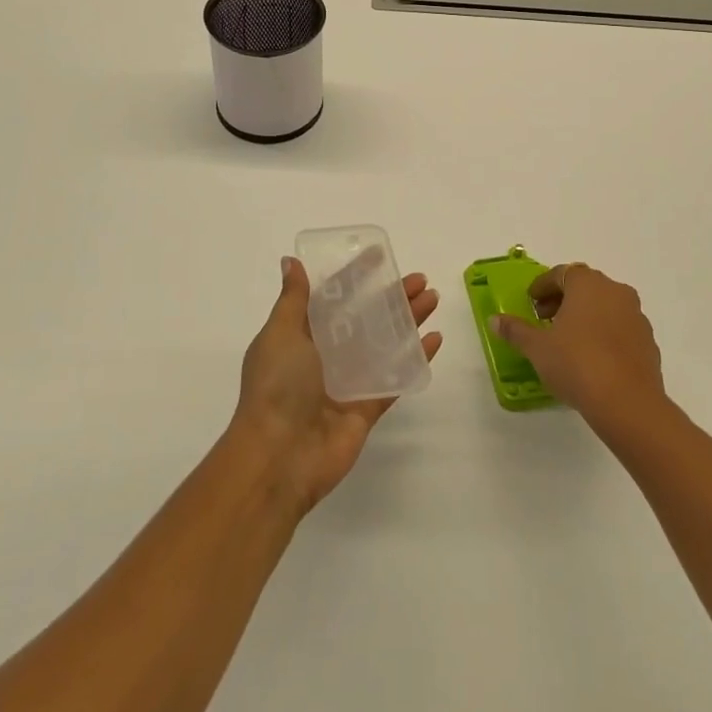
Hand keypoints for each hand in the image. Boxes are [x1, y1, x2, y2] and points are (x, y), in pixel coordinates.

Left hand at [233, 256, 441, 514]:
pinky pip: (395, 377)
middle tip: (420, 280)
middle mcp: (326, 354)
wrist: (279, 457)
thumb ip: (293, 299)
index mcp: (303, 333)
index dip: (357, 274)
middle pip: (366, 316)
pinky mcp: (367, 406)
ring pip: (385, 342)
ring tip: (433, 300)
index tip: (381, 254)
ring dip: (408, 321)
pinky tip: (435, 340)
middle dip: (392, 296)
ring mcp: (349, 380)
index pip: (335, 295)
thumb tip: (291, 262)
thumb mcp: (280, 334)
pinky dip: (415, 359)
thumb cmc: (277, 386)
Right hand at [491, 263, 665, 429]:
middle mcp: (615, 291)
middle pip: (584, 286)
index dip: (543, 287)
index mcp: (587, 284)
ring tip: (568, 341)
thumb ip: (515, 330)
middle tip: (545, 320)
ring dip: (586, 316)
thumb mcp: (537, 348)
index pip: (560, 274)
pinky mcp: (648, 342)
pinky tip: (592, 358)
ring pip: (605, 306)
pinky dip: (604, 334)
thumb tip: (494, 320)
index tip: (531, 303)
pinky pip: (620, 328)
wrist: (628, 403)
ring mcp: (636, 316)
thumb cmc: (576, 364)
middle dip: (563, 299)